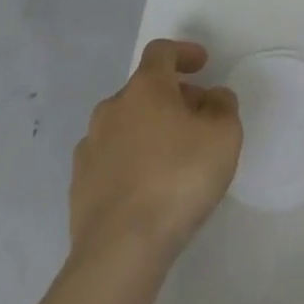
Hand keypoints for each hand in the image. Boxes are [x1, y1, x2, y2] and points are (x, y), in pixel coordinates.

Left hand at [69, 39, 241, 263]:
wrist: (119, 251)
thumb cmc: (178, 179)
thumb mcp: (224, 136)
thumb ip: (223, 106)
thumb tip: (211, 97)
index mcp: (145, 88)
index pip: (161, 52)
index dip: (183, 52)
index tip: (202, 64)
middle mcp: (112, 108)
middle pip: (143, 89)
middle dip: (171, 96)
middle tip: (196, 118)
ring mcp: (90, 147)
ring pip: (124, 124)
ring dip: (148, 129)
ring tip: (171, 157)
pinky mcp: (79, 185)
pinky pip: (110, 159)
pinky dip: (129, 161)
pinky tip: (146, 187)